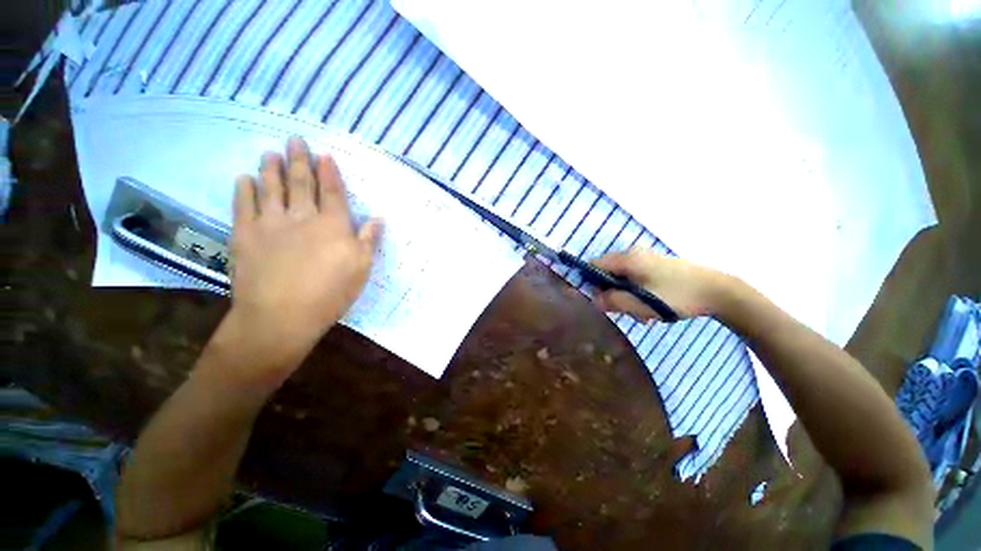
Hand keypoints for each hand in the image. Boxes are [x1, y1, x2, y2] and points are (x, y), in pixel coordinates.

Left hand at [224, 137, 381, 373]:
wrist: (282, 316)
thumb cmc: (330, 294)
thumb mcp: (361, 269)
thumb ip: (368, 240)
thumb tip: (378, 218)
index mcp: (333, 226)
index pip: (333, 192)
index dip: (330, 172)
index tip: (325, 155)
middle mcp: (302, 217)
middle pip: (302, 183)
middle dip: (300, 160)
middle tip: (295, 141)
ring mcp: (271, 223)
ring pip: (271, 188)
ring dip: (272, 168)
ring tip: (271, 153)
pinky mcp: (245, 234)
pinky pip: (243, 204)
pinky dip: (244, 189)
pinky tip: (244, 178)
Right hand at [590, 248, 733, 320]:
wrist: (719, 291)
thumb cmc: (677, 296)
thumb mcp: (641, 304)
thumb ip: (613, 301)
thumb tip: (594, 300)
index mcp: (627, 259)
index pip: (594, 265)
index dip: (590, 282)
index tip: (600, 300)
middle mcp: (634, 254)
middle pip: (608, 273)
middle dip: (612, 293)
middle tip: (625, 311)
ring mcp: (646, 259)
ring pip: (623, 278)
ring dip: (627, 297)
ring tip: (643, 315)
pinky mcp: (657, 266)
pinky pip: (636, 278)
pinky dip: (638, 293)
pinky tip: (651, 307)